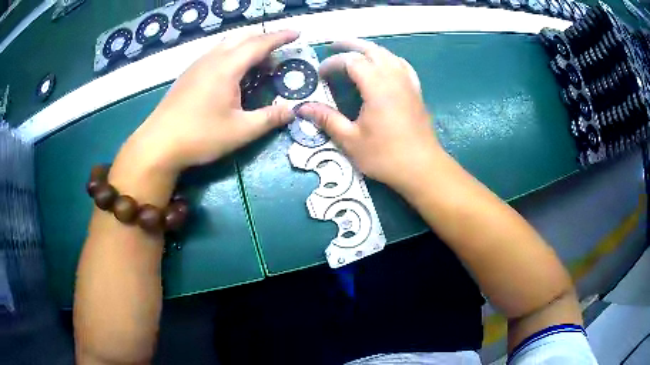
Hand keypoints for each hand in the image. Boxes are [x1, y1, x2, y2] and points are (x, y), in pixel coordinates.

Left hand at [121, 30, 298, 173]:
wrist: (158, 144)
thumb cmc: (200, 136)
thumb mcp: (240, 131)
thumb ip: (269, 118)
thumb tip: (293, 111)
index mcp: (227, 67)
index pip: (260, 43)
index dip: (280, 37)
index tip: (297, 33)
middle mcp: (212, 58)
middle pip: (243, 37)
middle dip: (264, 39)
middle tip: (278, 53)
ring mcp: (197, 65)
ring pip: (227, 43)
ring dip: (246, 46)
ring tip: (258, 63)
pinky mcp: (188, 74)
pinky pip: (215, 53)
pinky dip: (232, 54)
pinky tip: (232, 73)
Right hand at [297, 39, 442, 193]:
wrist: (422, 168)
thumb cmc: (385, 155)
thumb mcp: (351, 140)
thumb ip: (327, 119)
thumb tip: (302, 108)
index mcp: (377, 86)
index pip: (351, 61)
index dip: (333, 63)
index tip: (320, 74)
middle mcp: (394, 77)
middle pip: (372, 50)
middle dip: (350, 45)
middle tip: (333, 47)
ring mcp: (408, 83)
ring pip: (388, 54)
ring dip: (369, 49)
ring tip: (355, 53)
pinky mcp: (416, 91)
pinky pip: (402, 65)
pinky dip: (389, 59)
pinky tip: (384, 65)